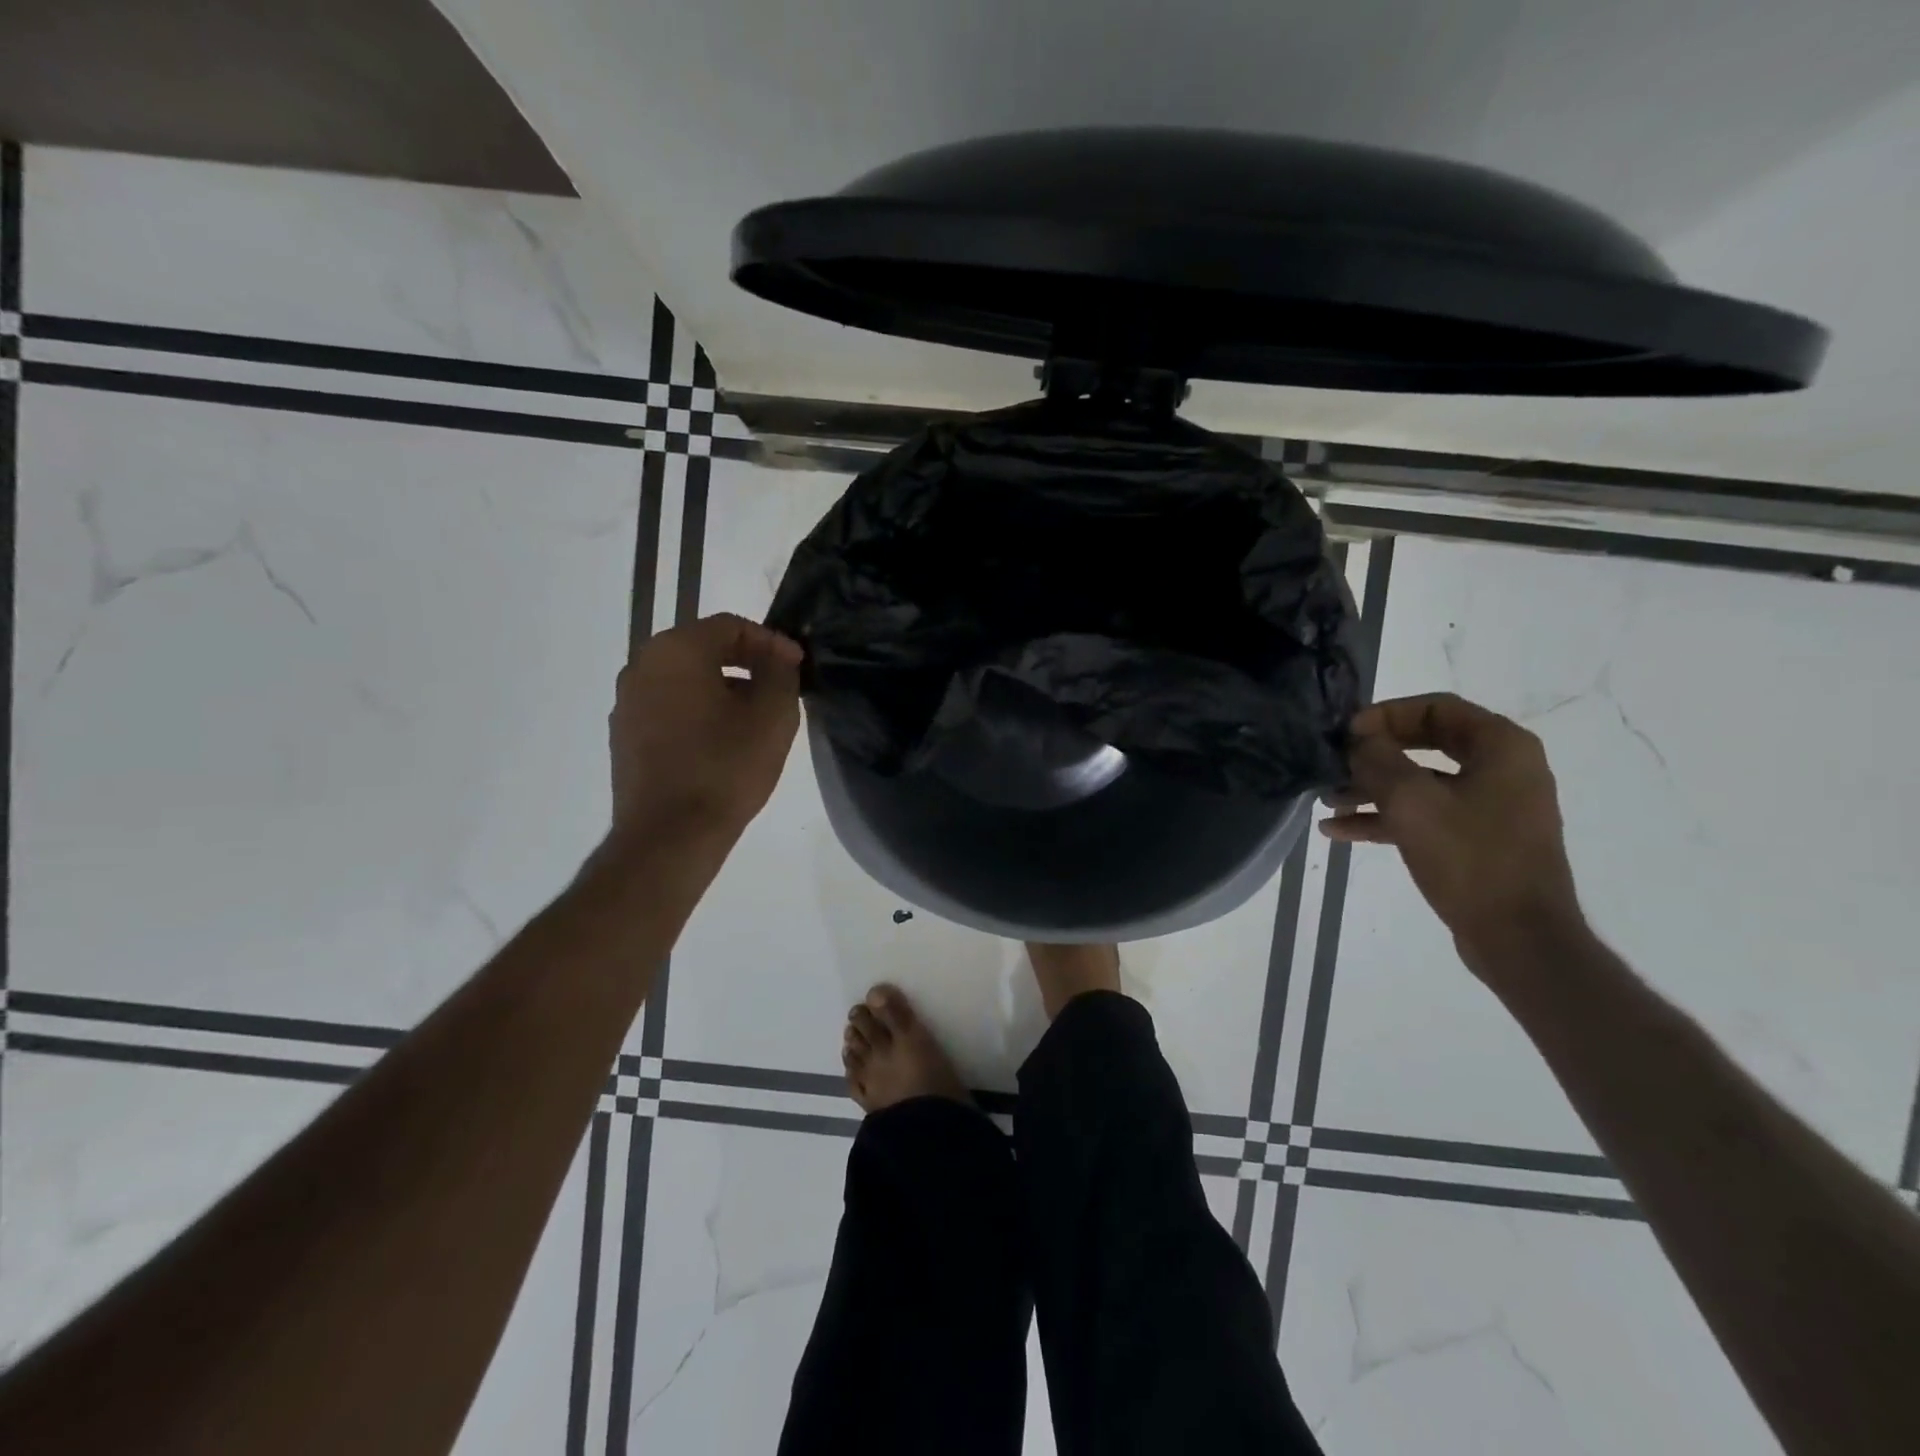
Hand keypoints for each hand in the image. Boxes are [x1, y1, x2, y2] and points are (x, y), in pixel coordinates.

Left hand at [606, 613, 803, 847]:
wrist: (670, 835)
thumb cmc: (726, 767)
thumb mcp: (773, 716)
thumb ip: (781, 673)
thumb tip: (778, 658)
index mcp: (676, 650)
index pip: (731, 626)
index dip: (770, 641)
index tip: (797, 666)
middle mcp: (642, 666)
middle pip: (703, 648)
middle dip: (746, 663)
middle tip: (779, 688)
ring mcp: (627, 702)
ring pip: (685, 679)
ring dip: (722, 688)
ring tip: (754, 718)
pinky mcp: (625, 736)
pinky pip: (669, 707)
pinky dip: (698, 711)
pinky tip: (723, 741)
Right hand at [1320, 693, 1583, 970]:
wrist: (1519, 938)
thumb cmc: (1470, 858)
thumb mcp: (1412, 802)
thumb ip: (1378, 760)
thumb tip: (1357, 740)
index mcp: (1501, 747)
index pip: (1435, 707)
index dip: (1385, 715)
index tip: (1346, 733)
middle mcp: (1502, 769)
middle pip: (1424, 744)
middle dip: (1373, 755)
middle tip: (1333, 762)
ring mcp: (1490, 806)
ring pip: (1419, 783)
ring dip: (1371, 789)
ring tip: (1327, 800)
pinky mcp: (1476, 839)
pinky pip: (1423, 815)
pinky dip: (1384, 818)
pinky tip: (1339, 830)